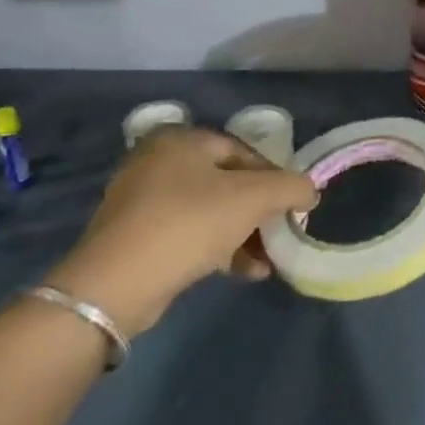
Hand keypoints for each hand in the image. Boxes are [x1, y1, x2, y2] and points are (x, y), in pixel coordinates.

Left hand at [44, 128, 316, 334]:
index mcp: (181, 140)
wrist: (115, 284)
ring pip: (210, 210)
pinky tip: (245, 272)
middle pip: (228, 182)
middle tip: (281, 234)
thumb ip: (290, 188)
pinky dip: (218, 247)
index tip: (293, 207)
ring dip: (244, 234)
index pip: (244, 151)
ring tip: (267, 261)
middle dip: (260, 212)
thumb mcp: (252, 199)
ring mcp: (142, 199)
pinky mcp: (136, 235)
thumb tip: (309, 191)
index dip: (275, 178)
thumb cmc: (189, 224)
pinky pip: (188, 233)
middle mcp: (158, 161)